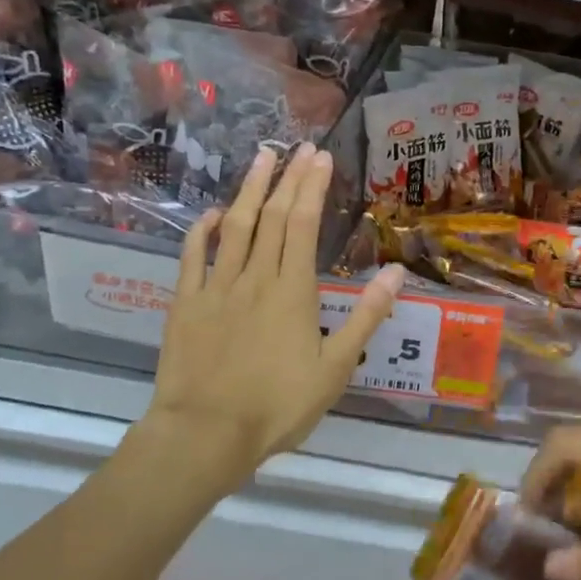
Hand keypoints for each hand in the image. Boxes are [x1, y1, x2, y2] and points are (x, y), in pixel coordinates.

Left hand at [143, 143, 403, 495]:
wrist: (206, 433)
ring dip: (249, 190)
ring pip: (235, 227)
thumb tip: (395, 272)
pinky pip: (193, 257)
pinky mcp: (186, 304)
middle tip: (298, 146)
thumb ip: (365, 317)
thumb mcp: (336, 367)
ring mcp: (216, 287)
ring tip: (261, 158)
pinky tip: (213, 213)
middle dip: (287, 178)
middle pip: (273, 217)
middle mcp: (255, 278)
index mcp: (292, 291)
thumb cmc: (278, 405)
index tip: (320, 157)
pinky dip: (203, 230)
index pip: (304, 225)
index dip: (312, 188)